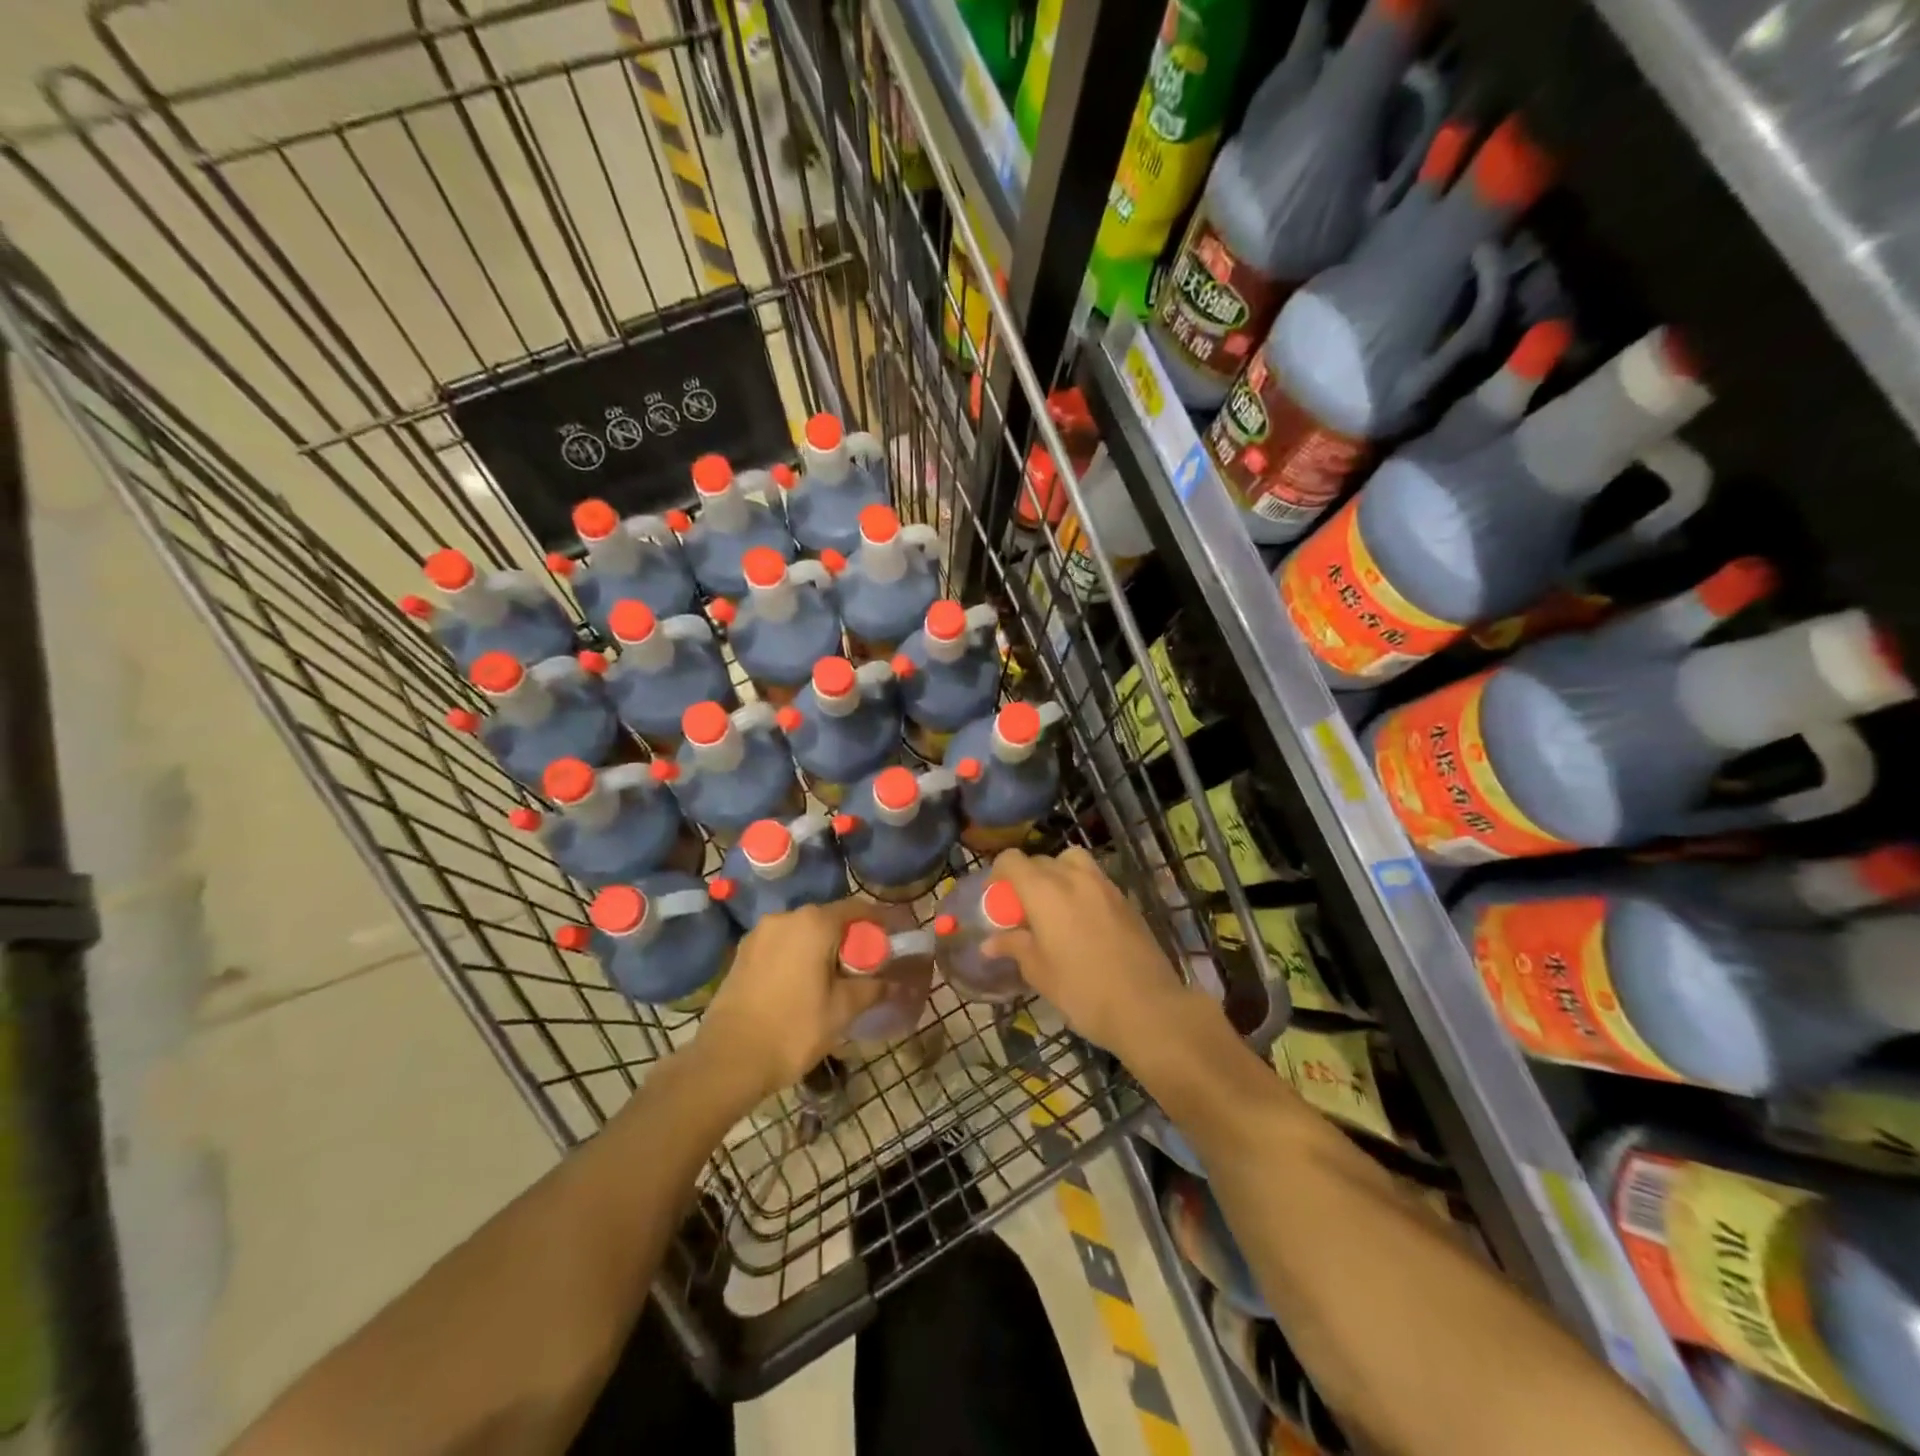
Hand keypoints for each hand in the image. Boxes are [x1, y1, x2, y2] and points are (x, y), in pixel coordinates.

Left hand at [697, 897, 888, 1097]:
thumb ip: (873, 988)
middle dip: (850, 937)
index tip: (895, 939)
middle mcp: (785, 917)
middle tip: (867, 964)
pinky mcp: (743, 953)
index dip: (880, 922)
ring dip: (822, 947)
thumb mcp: (842, 1010)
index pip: (858, 909)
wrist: (727, 1060)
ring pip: (803, 932)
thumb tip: (898, 983)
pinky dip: (798, 955)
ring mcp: (759, 934)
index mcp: (814, 923)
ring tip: (835, 976)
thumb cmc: (793, 1029)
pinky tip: (804, 983)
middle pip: (828, 918)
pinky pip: (781, 945)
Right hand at [986, 847, 1200, 1057]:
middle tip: (1022, 912)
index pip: (1012, 860)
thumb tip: (991, 942)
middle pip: (1040, 860)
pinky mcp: (1125, 899)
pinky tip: (1082, 921)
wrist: (1147, 1006)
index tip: (996, 901)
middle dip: (1026, 879)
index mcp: (1044, 891)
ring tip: (1055, 907)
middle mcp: (1073, 877)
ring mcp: (1104, 885)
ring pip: (1072, 861)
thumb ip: (1014, 947)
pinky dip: (1081, 888)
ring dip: (1057, 874)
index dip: (998, 875)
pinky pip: (1094, 879)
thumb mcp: (1039, 972)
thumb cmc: (1082, 991)